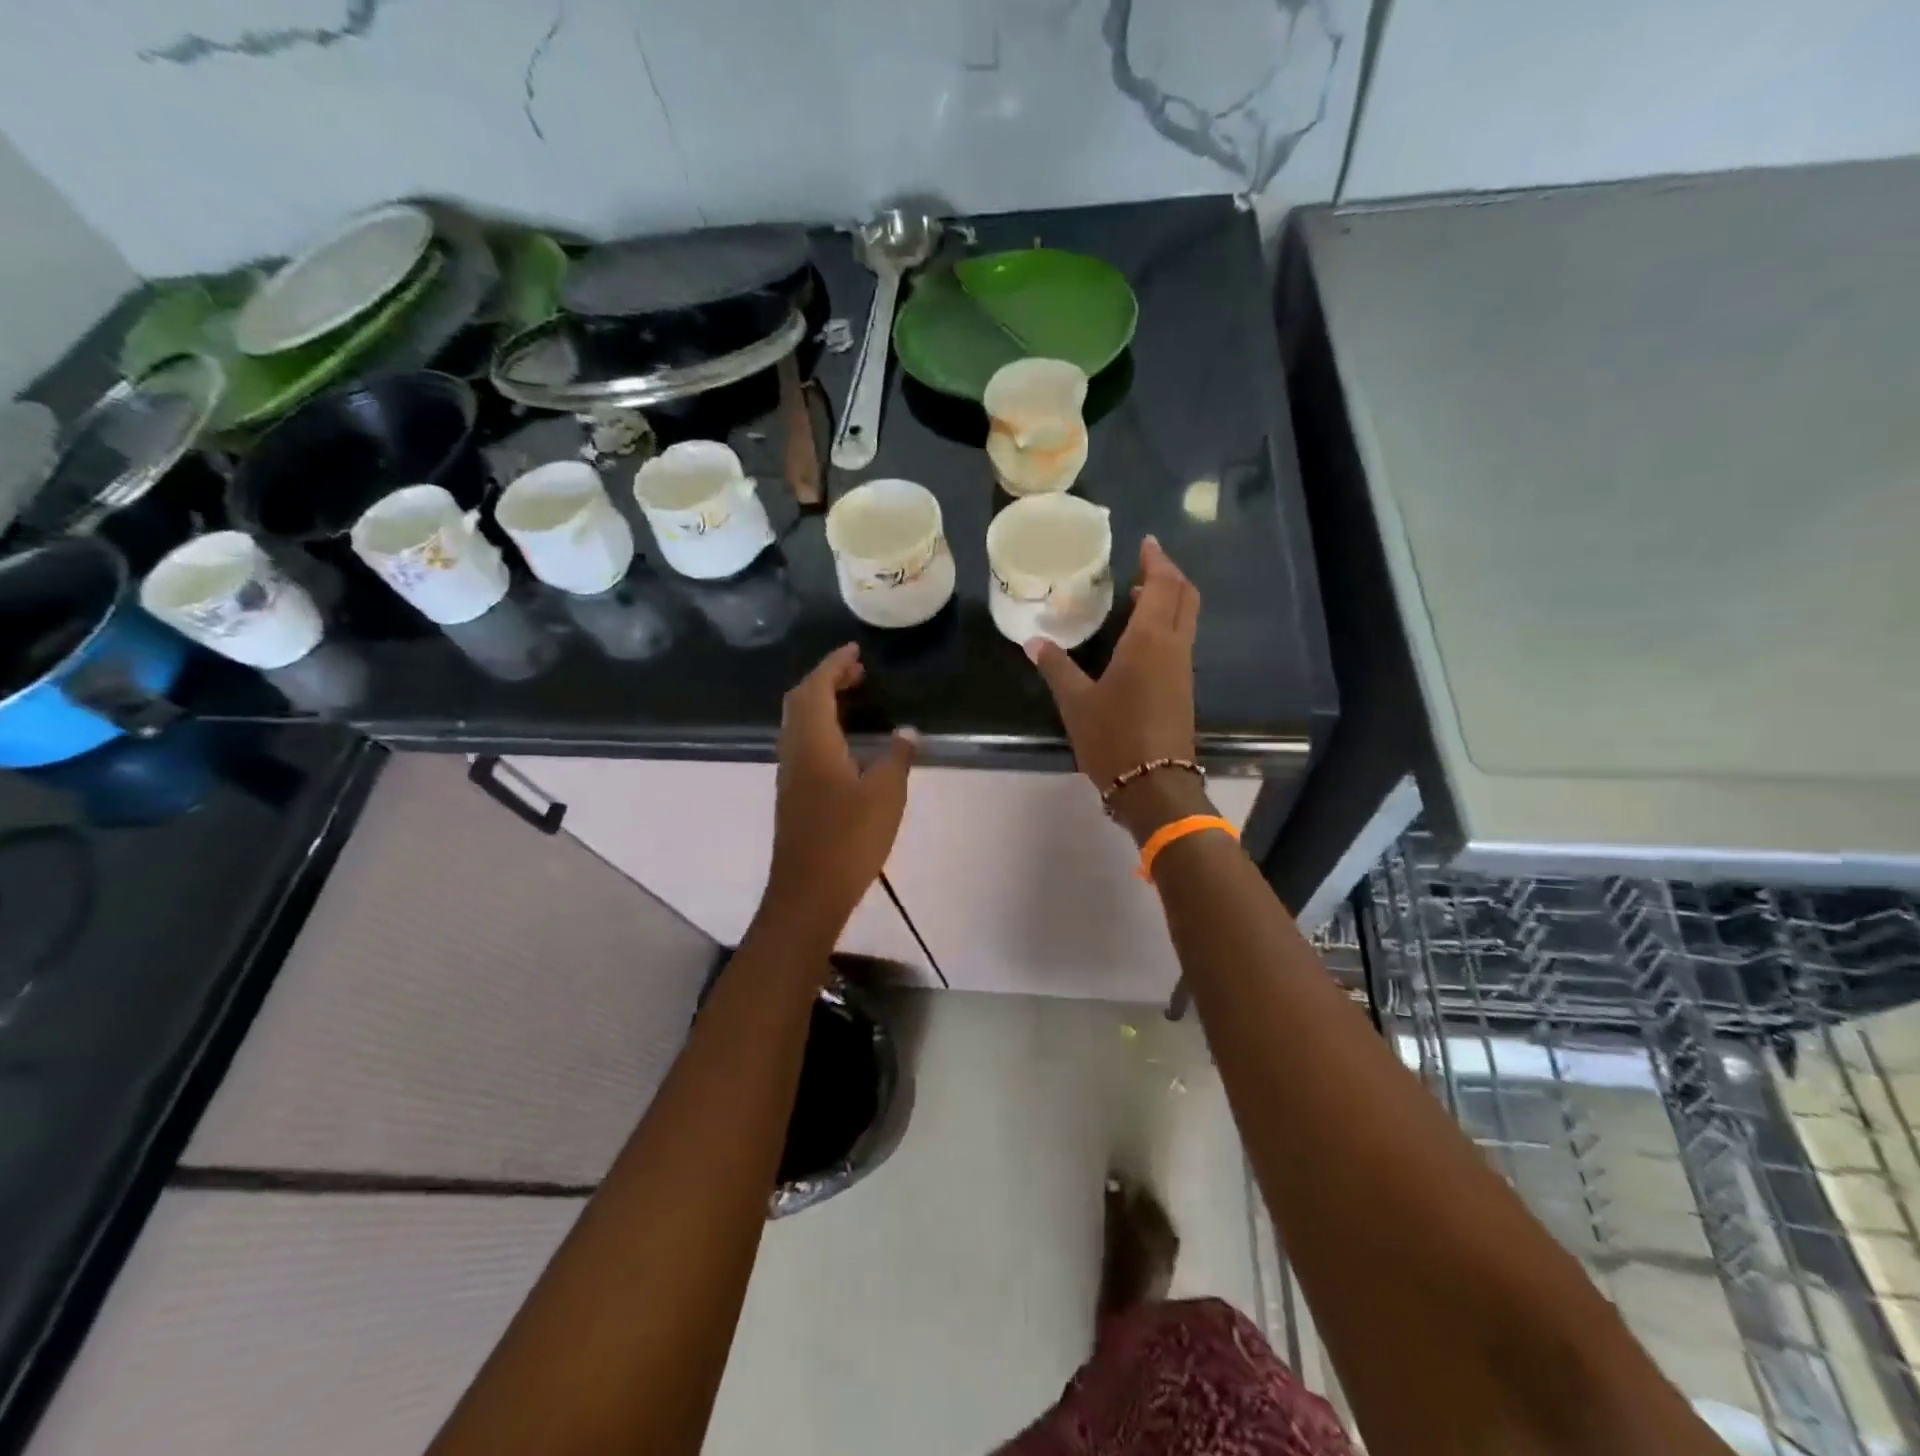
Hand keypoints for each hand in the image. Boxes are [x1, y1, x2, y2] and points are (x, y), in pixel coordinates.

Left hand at [763, 644, 916, 936]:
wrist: (808, 892)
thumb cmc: (848, 839)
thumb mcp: (886, 795)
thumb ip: (897, 757)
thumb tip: (907, 731)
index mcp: (813, 743)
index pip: (816, 688)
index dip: (833, 664)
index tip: (856, 650)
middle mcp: (794, 751)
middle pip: (801, 700)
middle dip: (827, 678)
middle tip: (859, 671)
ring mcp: (790, 774)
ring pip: (799, 722)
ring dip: (823, 702)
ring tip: (855, 698)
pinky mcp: (794, 793)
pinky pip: (803, 742)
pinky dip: (822, 726)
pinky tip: (846, 741)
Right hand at [1026, 536, 1207, 842]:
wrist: (1154, 786)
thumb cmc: (1113, 737)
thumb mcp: (1076, 702)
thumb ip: (1056, 667)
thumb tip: (1033, 642)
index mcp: (1149, 640)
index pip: (1163, 585)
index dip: (1157, 560)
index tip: (1146, 543)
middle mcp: (1173, 647)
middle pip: (1184, 596)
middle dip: (1169, 574)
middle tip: (1144, 563)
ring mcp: (1182, 669)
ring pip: (1185, 619)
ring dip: (1168, 600)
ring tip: (1138, 594)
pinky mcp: (1183, 689)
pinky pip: (1179, 640)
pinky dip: (1166, 624)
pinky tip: (1139, 636)